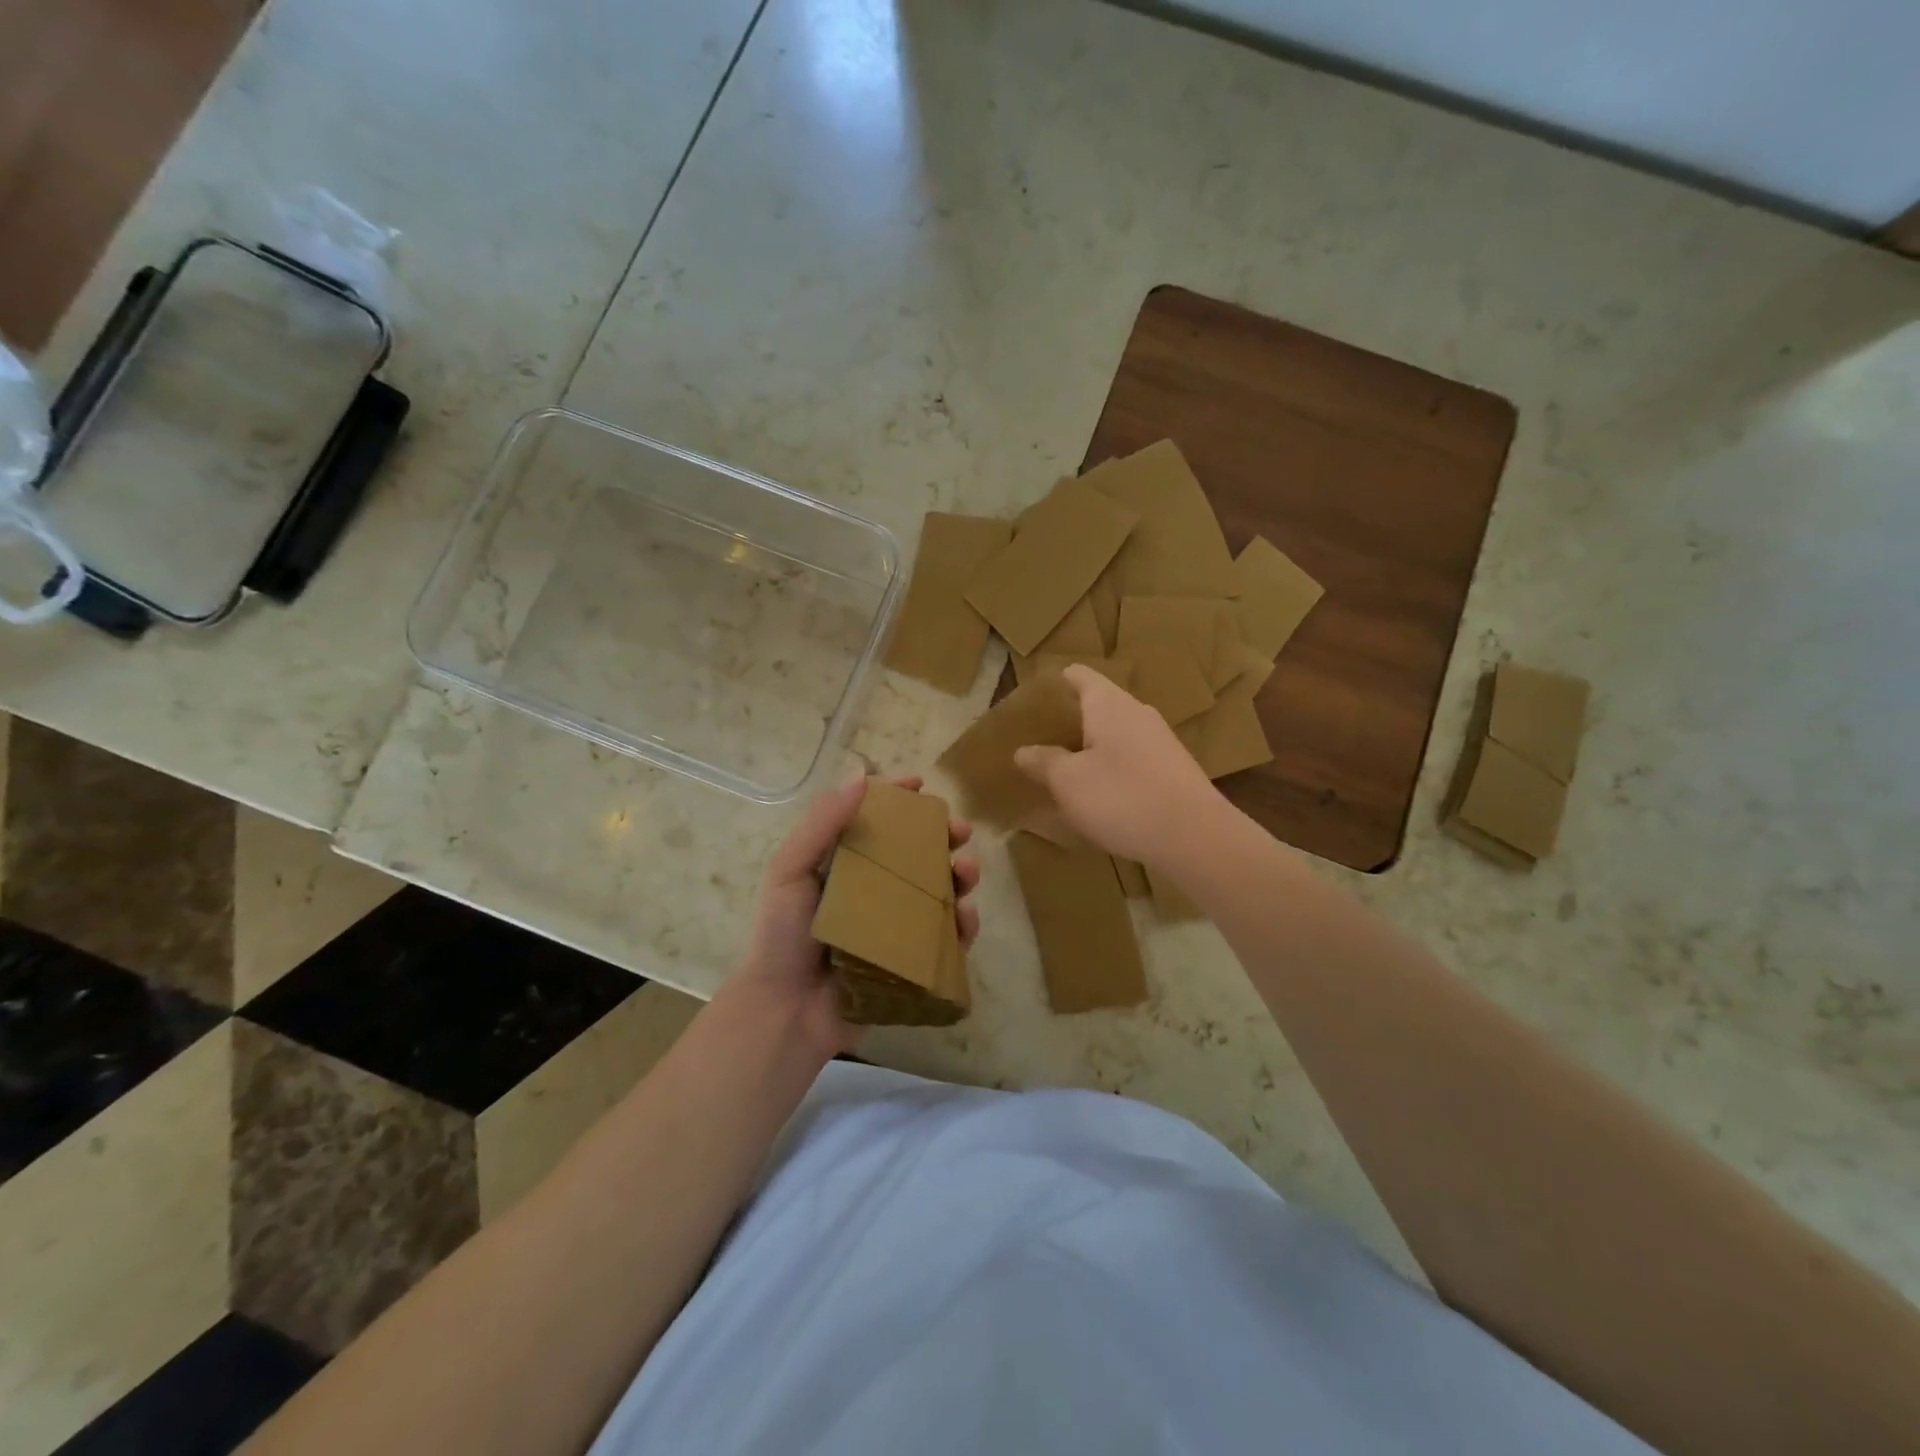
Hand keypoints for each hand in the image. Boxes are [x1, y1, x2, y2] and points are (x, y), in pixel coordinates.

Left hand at [727, 773, 979, 1057]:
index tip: (921, 785)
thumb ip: (821, 825)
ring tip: (968, 871)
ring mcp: (897, 926)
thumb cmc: (781, 936)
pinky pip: (947, 939)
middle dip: (945, 836)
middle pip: (919, 854)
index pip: (878, 822)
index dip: (900, 800)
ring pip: (941, 891)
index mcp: (846, 865)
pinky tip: (966, 916)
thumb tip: (861, 777)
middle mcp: (875, 890)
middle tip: (961, 830)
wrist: (785, 1012)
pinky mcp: (912, 961)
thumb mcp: (789, 871)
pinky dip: (964, 925)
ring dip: (962, 875)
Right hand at [1013, 665, 1221, 865]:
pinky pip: (1133, 759)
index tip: (1030, 704)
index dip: (1053, 684)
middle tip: (1039, 743)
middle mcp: (1137, 712)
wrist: (1195, 837)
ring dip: (1090, 748)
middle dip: (1068, 721)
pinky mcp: (1173, 769)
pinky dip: (1112, 769)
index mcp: (1109, 703)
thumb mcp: (1068, 782)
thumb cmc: (1122, 797)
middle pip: (1097, 705)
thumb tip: (1024, 750)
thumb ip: (1043, 762)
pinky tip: (1099, 797)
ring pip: (1116, 734)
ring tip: (1063, 772)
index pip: (1078, 675)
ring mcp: (1160, 741)